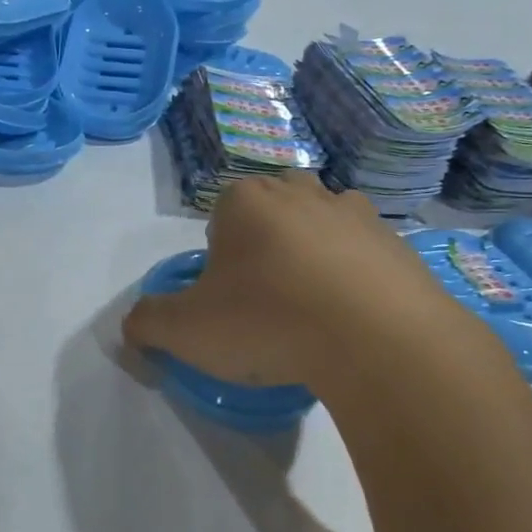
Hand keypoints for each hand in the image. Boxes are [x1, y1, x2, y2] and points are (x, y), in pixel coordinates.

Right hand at [122, 171, 459, 392]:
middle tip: (268, 303)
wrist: (376, 338)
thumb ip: (148, 322)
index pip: (221, 216)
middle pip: (272, 214)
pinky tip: (354, 320)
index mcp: (246, 199)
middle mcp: (301, 192)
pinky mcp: (397, 242)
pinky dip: (356, 279)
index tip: (229, 299)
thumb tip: (134, 325)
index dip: (220, 258)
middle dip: (266, 249)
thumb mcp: (186, 330)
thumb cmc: (268, 321)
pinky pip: (365, 256)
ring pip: (321, 229)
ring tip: (314, 311)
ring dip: (314, 258)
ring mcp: (356, 213)